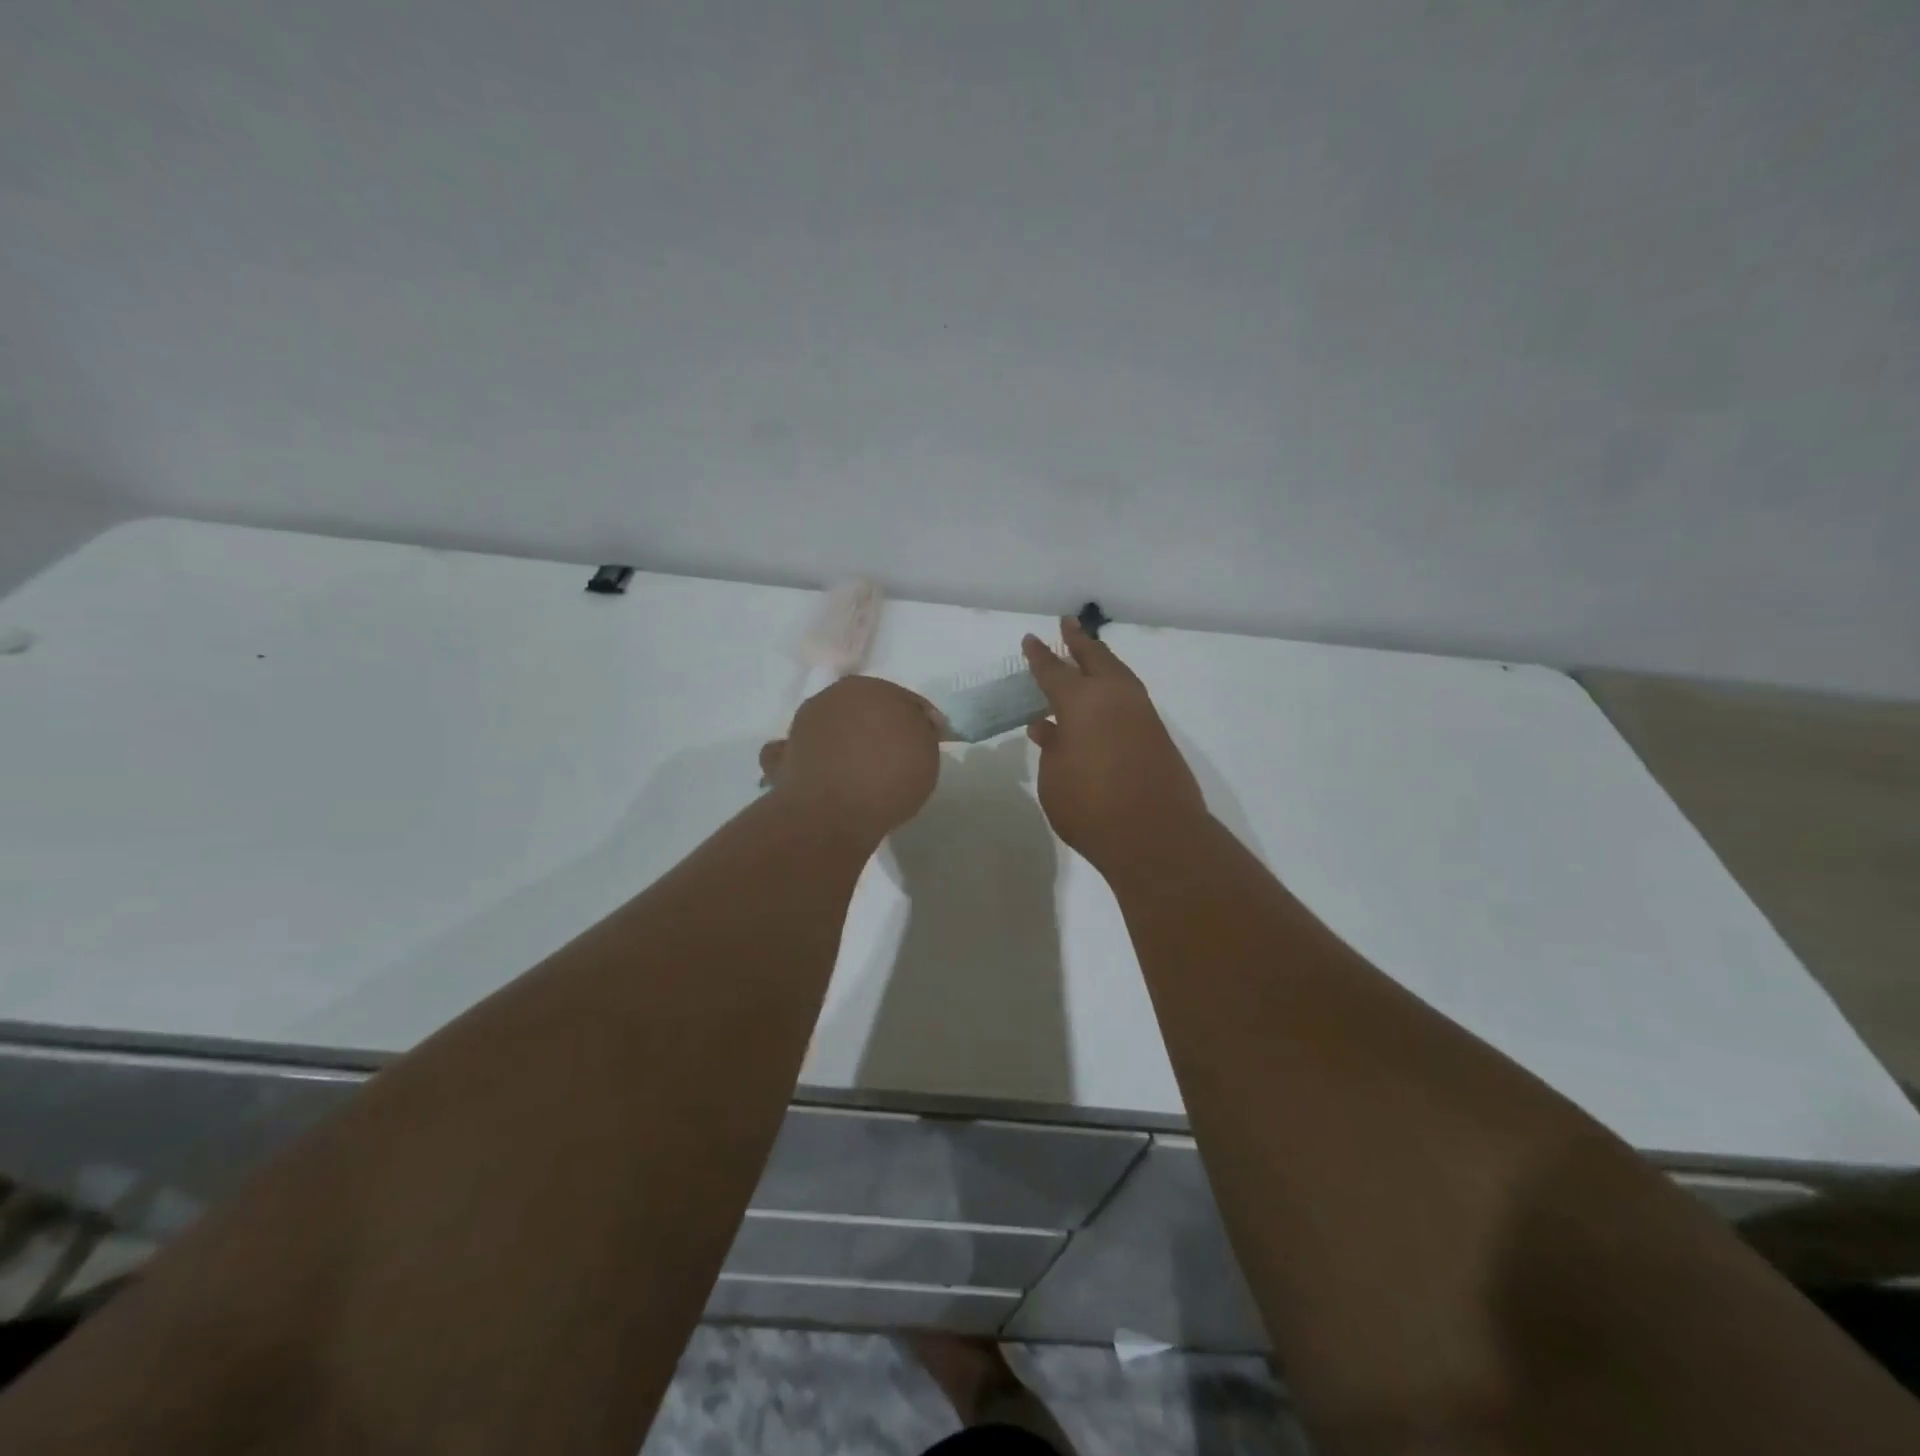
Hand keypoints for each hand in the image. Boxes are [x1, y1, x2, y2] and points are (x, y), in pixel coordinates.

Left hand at [759, 676, 941, 841]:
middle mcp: (832, 697)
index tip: (928, 743)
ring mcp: (801, 727)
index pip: (904, 699)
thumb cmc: (890, 775)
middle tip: (894, 755)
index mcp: (870, 687)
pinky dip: (804, 759)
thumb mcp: (927, 752)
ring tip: (858, 770)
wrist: (835, 811)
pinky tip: (816, 774)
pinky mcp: (781, 759)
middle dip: (877, 726)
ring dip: (841, 740)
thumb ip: (921, 732)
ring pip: (829, 727)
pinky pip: (795, 754)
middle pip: (863, 709)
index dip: (919, 720)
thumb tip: (914, 726)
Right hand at [1023, 618, 1207, 871]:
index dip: (1039, 656)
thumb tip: (1049, 728)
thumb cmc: (1090, 807)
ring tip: (1090, 656)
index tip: (1030, 639)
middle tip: (1068, 623)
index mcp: (1081, 702)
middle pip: (1095, 659)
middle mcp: (1115, 698)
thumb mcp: (1054, 779)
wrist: (1156, 836)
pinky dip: (1114, 690)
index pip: (1054, 670)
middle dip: (1079, 641)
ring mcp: (1142, 714)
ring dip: (1102, 662)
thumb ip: (1051, 748)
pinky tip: (1105, 703)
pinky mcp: (1158, 735)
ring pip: (1119, 675)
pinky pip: (1130, 699)